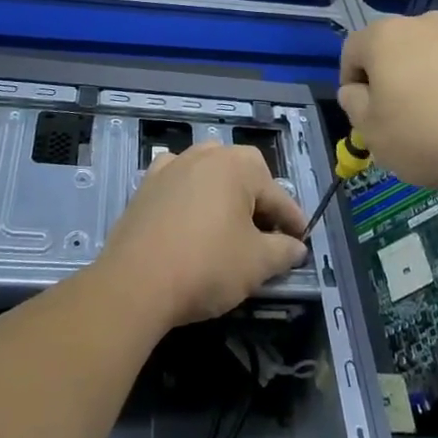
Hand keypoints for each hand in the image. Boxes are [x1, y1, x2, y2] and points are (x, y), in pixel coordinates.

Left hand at [96, 144, 308, 329]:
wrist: (135, 282)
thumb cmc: (206, 266)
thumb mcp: (257, 264)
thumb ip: (283, 251)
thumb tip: (296, 247)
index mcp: (239, 165)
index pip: (277, 195)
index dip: (293, 221)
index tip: (301, 241)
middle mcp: (207, 154)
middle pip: (244, 176)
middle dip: (258, 203)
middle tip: (266, 236)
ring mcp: (173, 166)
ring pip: (210, 174)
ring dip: (223, 194)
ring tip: (229, 224)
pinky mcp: (146, 185)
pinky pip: (178, 181)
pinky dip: (190, 193)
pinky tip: (190, 213)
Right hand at [339, 12, 437, 191]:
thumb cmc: (430, 134)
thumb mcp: (374, 133)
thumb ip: (354, 106)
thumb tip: (355, 91)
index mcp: (385, 37)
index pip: (353, 50)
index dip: (351, 81)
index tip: (363, 112)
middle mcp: (423, 23)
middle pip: (395, 49)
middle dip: (393, 79)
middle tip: (401, 119)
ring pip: (433, 56)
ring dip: (429, 80)